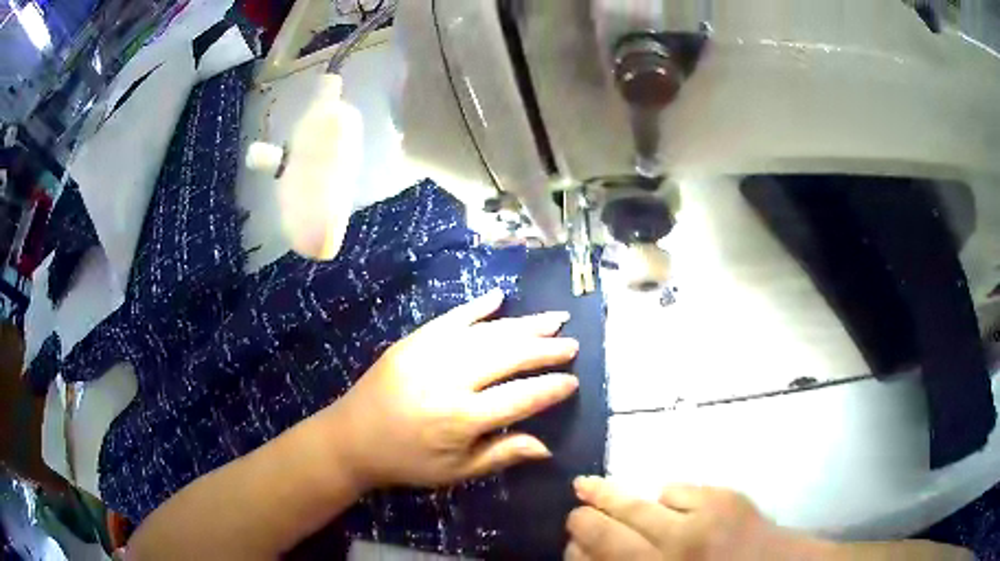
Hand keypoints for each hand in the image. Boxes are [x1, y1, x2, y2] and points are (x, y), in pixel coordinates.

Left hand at [326, 289, 579, 489]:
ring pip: (487, 333)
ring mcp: (429, 353)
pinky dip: (477, 306)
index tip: (573, 381)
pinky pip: (451, 317)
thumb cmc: (407, 461)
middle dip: (545, 349)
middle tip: (571, 343)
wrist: (352, 438)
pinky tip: (500, 297)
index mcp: (462, 418)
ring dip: (523, 324)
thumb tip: (546, 447)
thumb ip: (502, 455)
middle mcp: (450, 379)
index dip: (551, 388)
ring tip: (553, 318)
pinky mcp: (413, 340)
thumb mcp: (456, 471)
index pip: (521, 397)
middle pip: (509, 356)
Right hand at [566, 478, 817, 560]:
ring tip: (592, 486)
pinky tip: (669, 504)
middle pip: (610, 527)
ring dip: (616, 496)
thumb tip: (592, 554)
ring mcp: (700, 519)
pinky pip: (680, 489)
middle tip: (575, 500)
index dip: (577, 545)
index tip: (569, 538)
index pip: (599, 553)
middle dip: (585, 515)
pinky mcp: (725, 497)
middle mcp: (672, 547)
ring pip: (640, 502)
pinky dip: (668, 497)